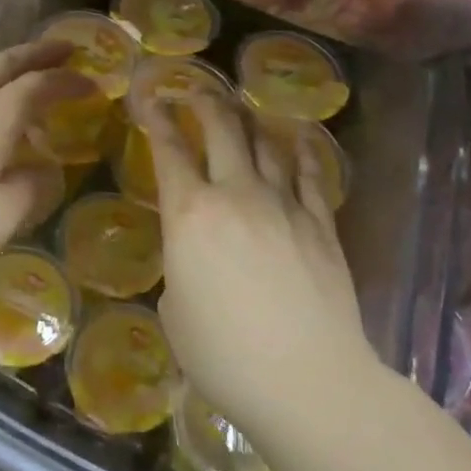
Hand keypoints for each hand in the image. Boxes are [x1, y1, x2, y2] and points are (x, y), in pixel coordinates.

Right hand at [142, 93, 369, 437]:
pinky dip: (302, 150)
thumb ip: (180, 268)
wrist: (306, 380)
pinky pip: (311, 174)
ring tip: (241, 108)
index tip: (148, 96)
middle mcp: (237, 195)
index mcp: (190, 215)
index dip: (155, 118)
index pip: (168, 151)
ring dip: (249, 120)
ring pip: (266, 143)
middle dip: (204, 102)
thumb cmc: (223, 355)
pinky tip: (297, 138)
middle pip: (221, 130)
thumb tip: (196, 257)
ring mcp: (285, 205)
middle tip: (194, 90)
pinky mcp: (322, 224)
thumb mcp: (175, 311)